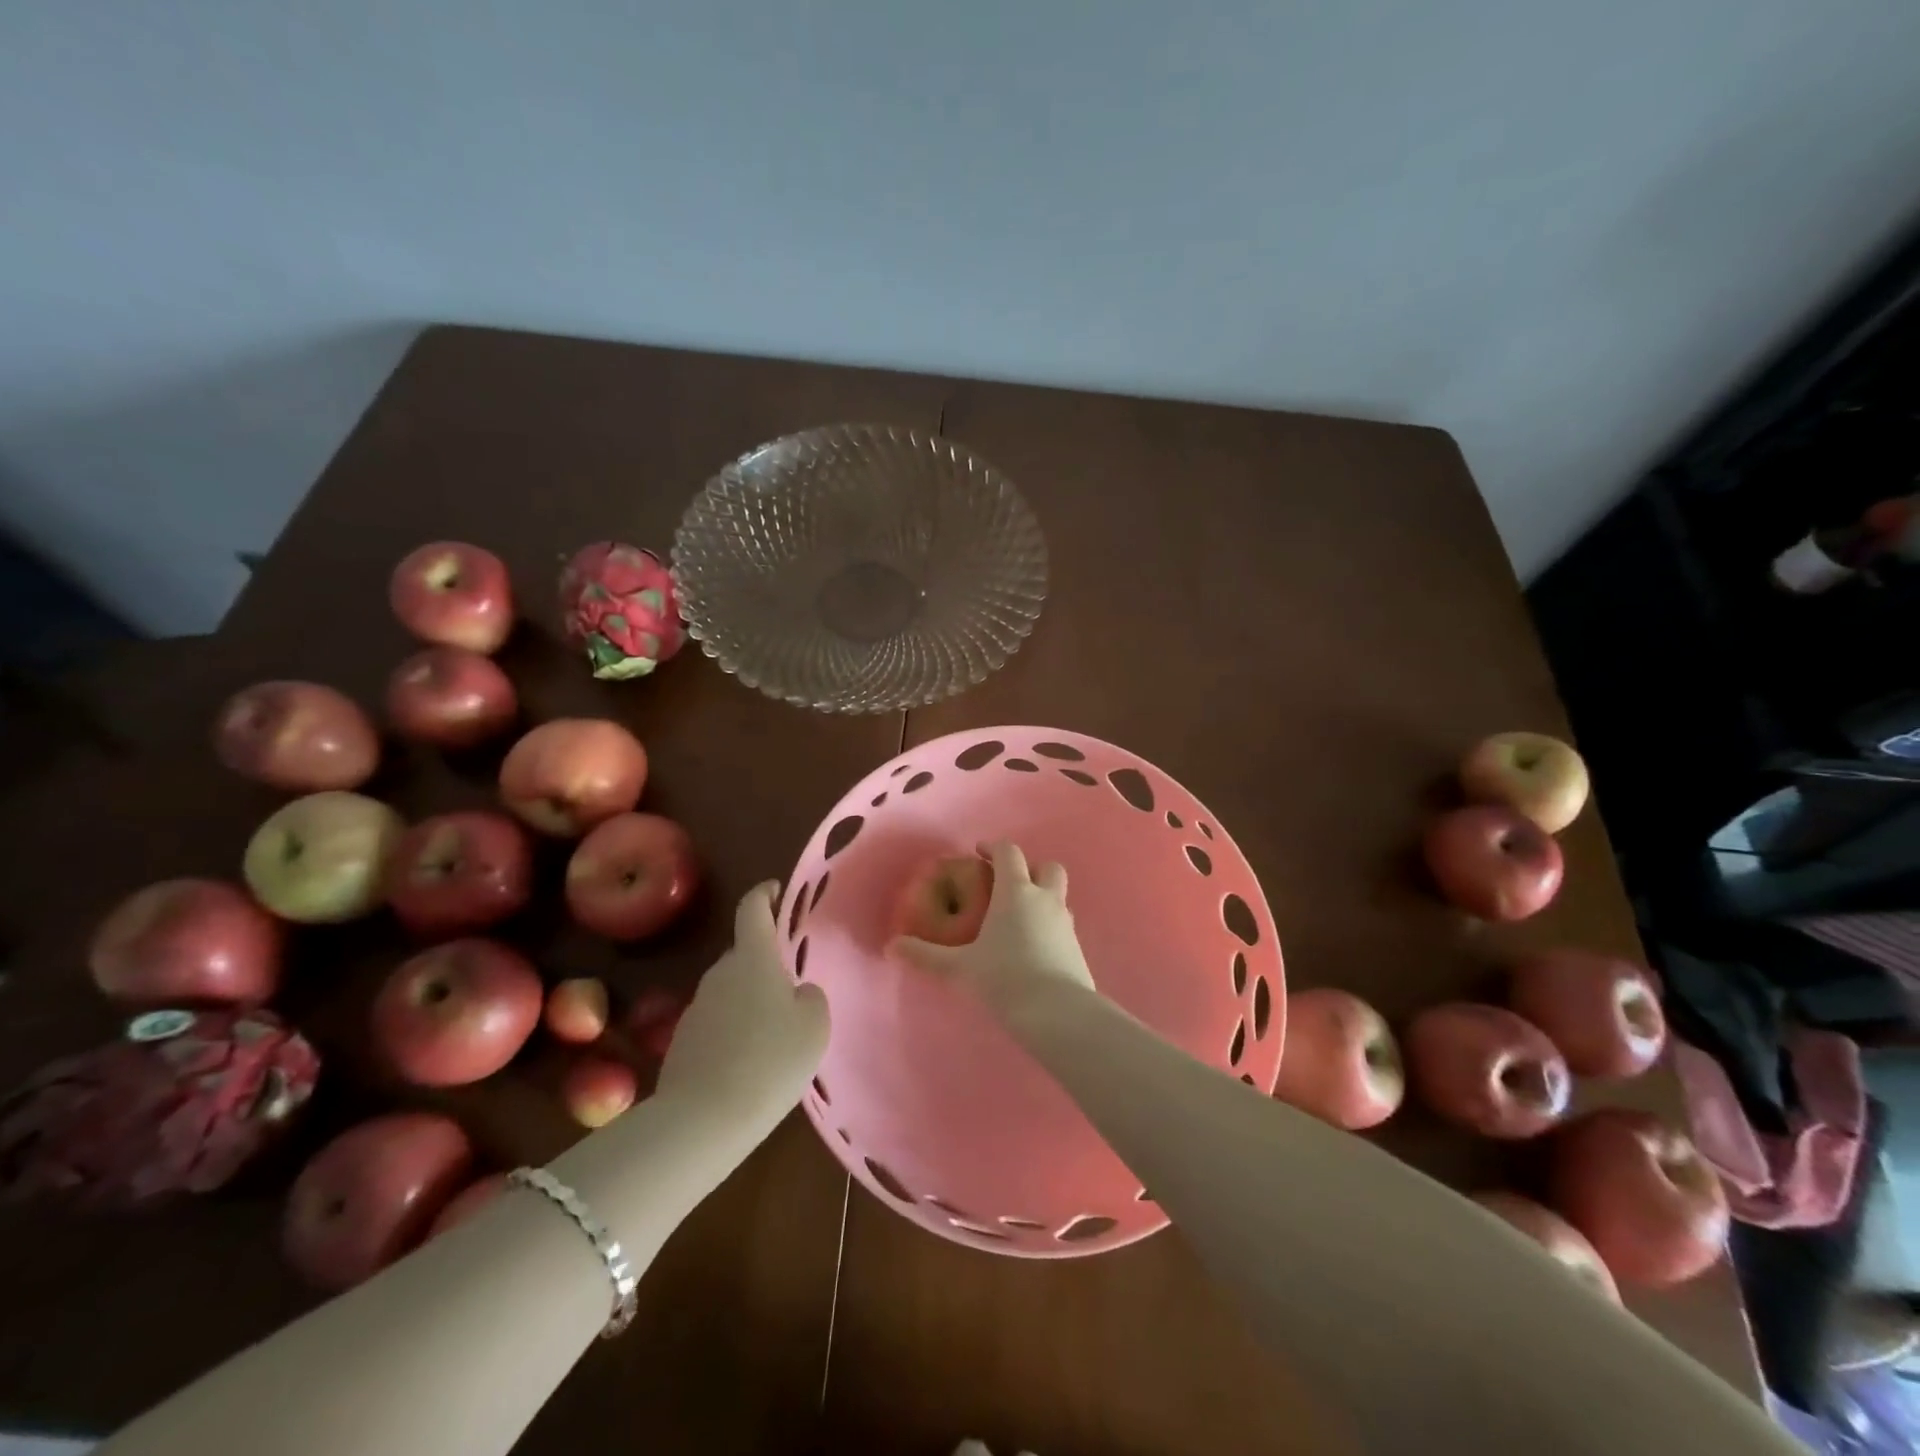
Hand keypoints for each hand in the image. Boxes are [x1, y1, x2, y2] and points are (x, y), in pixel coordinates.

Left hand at [655, 882, 828, 1142]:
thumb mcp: (813, 1025)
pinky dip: (734, 1031)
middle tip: (792, 987)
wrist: (704, 1119)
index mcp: (753, 958)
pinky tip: (750, 1062)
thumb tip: (797, 993)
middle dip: (766, 963)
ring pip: (731, 990)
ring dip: (750, 1001)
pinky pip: (718, 1022)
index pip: (753, 909)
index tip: (775, 890)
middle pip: (744, 954)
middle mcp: (720, 973)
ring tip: (774, 1033)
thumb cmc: (771, 1058)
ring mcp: (697, 1007)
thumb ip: (810, 997)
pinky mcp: (683, 1041)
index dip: (764, 894)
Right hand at [890, 841, 1095, 1017]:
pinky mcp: (1077, 947)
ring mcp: (1066, 922)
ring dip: (1042, 897)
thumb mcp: (960, 968)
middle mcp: (1045, 899)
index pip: (1009, 853)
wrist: (1058, 1013)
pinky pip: (1063, 923)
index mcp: (1016, 892)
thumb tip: (892, 946)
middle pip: (1047, 867)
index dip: (994, 847)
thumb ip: (926, 955)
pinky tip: (1033, 947)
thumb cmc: (1005, 979)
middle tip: (1008, 884)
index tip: (979, 853)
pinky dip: (1049, 924)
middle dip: (1029, 868)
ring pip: (1059, 895)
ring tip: (1019, 918)